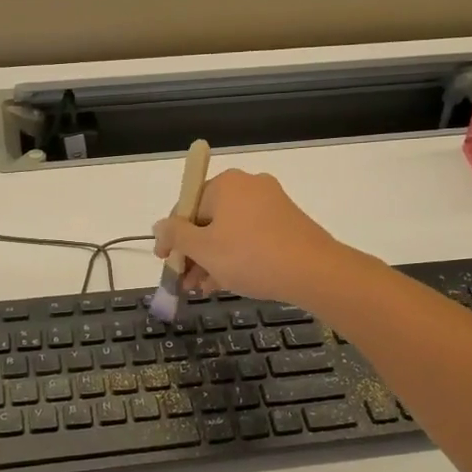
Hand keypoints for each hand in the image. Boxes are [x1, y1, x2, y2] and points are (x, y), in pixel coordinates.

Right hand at [151, 168, 354, 305]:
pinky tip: (226, 283)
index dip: (171, 236)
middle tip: (184, 281)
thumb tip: (158, 226)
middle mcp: (249, 186)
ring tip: (203, 288)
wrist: (313, 271)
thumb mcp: (203, 249)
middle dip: (194, 252)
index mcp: (225, 183)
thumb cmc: (249, 256)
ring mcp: (272, 204)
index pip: (186, 206)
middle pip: (208, 219)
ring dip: (212, 259)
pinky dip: (236, 257)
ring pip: (230, 231)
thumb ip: (175, 236)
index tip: (165, 261)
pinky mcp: (287, 223)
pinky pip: (251, 237)